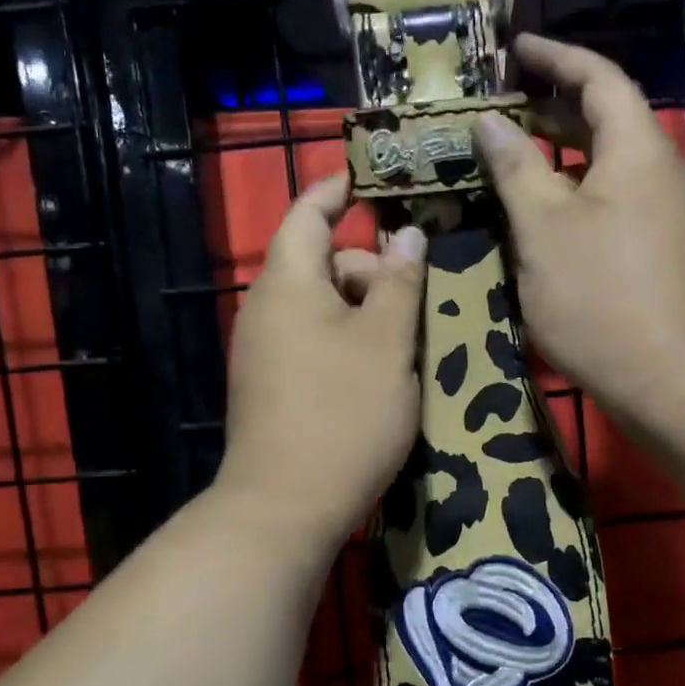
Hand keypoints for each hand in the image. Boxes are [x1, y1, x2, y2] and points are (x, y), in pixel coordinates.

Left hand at [219, 175, 427, 546]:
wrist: (284, 507)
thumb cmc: (343, 414)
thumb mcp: (387, 342)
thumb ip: (399, 282)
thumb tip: (407, 234)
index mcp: (288, 283)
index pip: (308, 213)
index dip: (338, 189)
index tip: (373, 178)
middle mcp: (267, 308)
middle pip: (322, 262)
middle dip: (371, 268)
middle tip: (419, 297)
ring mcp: (265, 350)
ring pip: (323, 306)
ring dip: (366, 310)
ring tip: (410, 340)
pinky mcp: (273, 384)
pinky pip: (314, 339)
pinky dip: (349, 339)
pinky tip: (383, 370)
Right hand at [474, 33, 684, 424]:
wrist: (671, 377)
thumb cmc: (600, 296)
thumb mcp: (544, 228)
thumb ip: (516, 168)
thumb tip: (491, 123)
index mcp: (635, 149)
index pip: (598, 78)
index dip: (556, 57)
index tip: (515, 49)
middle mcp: (655, 170)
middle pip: (605, 117)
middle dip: (553, 103)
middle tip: (502, 102)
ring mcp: (659, 212)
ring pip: (604, 163)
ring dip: (558, 151)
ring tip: (509, 153)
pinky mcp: (654, 247)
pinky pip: (608, 198)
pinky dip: (571, 190)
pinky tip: (537, 212)